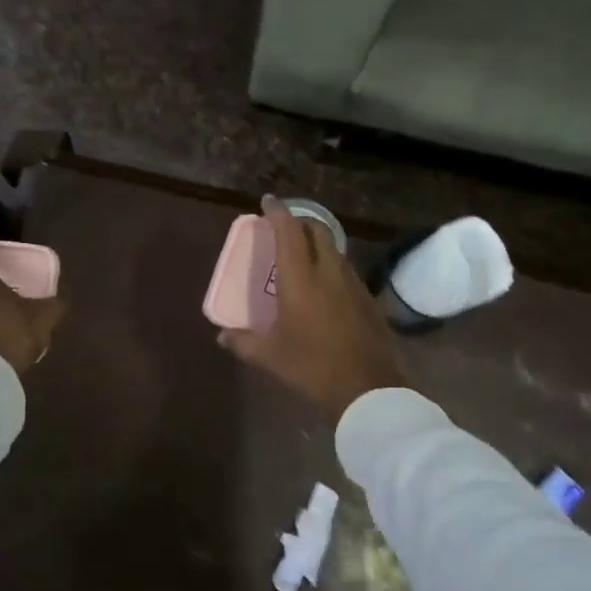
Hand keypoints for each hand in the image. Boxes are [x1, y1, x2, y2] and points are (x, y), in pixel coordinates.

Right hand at [218, 197, 407, 417]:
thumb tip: (222, 336)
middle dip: (300, 221)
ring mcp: (352, 284)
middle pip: (317, 230)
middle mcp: (328, 272)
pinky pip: (345, 269)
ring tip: (302, 253)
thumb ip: (243, 342)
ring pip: (334, 248)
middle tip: (284, 226)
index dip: (278, 212)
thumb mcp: (270, 356)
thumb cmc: (312, 366)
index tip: (268, 201)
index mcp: (300, 279)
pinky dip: (330, 263)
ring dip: (317, 242)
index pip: (289, 231)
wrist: (369, 389)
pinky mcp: (368, 300)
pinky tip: (324, 284)